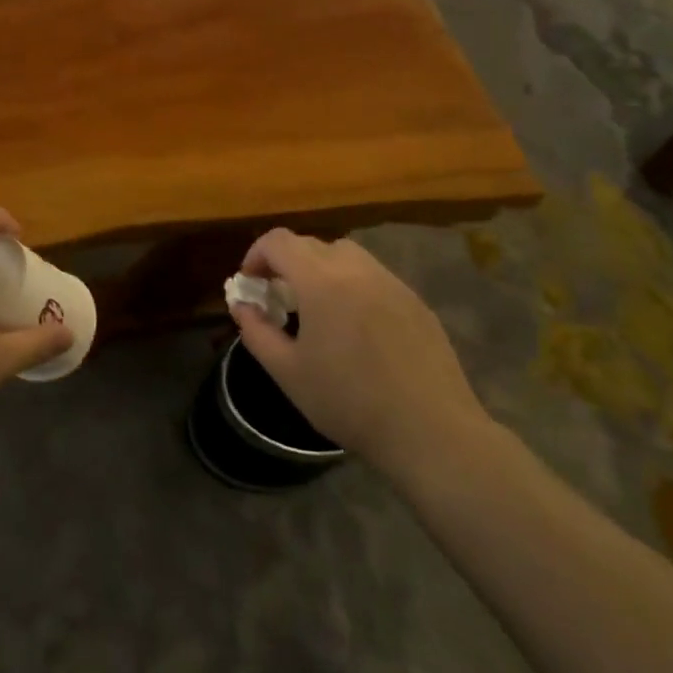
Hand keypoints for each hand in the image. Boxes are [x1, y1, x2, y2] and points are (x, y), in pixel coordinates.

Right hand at [230, 230, 493, 491]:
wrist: (430, 431)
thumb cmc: (349, 402)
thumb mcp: (288, 372)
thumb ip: (256, 331)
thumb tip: (241, 305)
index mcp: (321, 281)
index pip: (278, 241)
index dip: (256, 254)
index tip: (251, 283)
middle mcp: (357, 269)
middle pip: (311, 244)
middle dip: (286, 262)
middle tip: (279, 298)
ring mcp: (391, 282)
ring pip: (346, 255)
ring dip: (321, 269)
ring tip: (317, 308)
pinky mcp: (415, 301)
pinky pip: (373, 276)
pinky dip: (352, 285)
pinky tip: (356, 326)